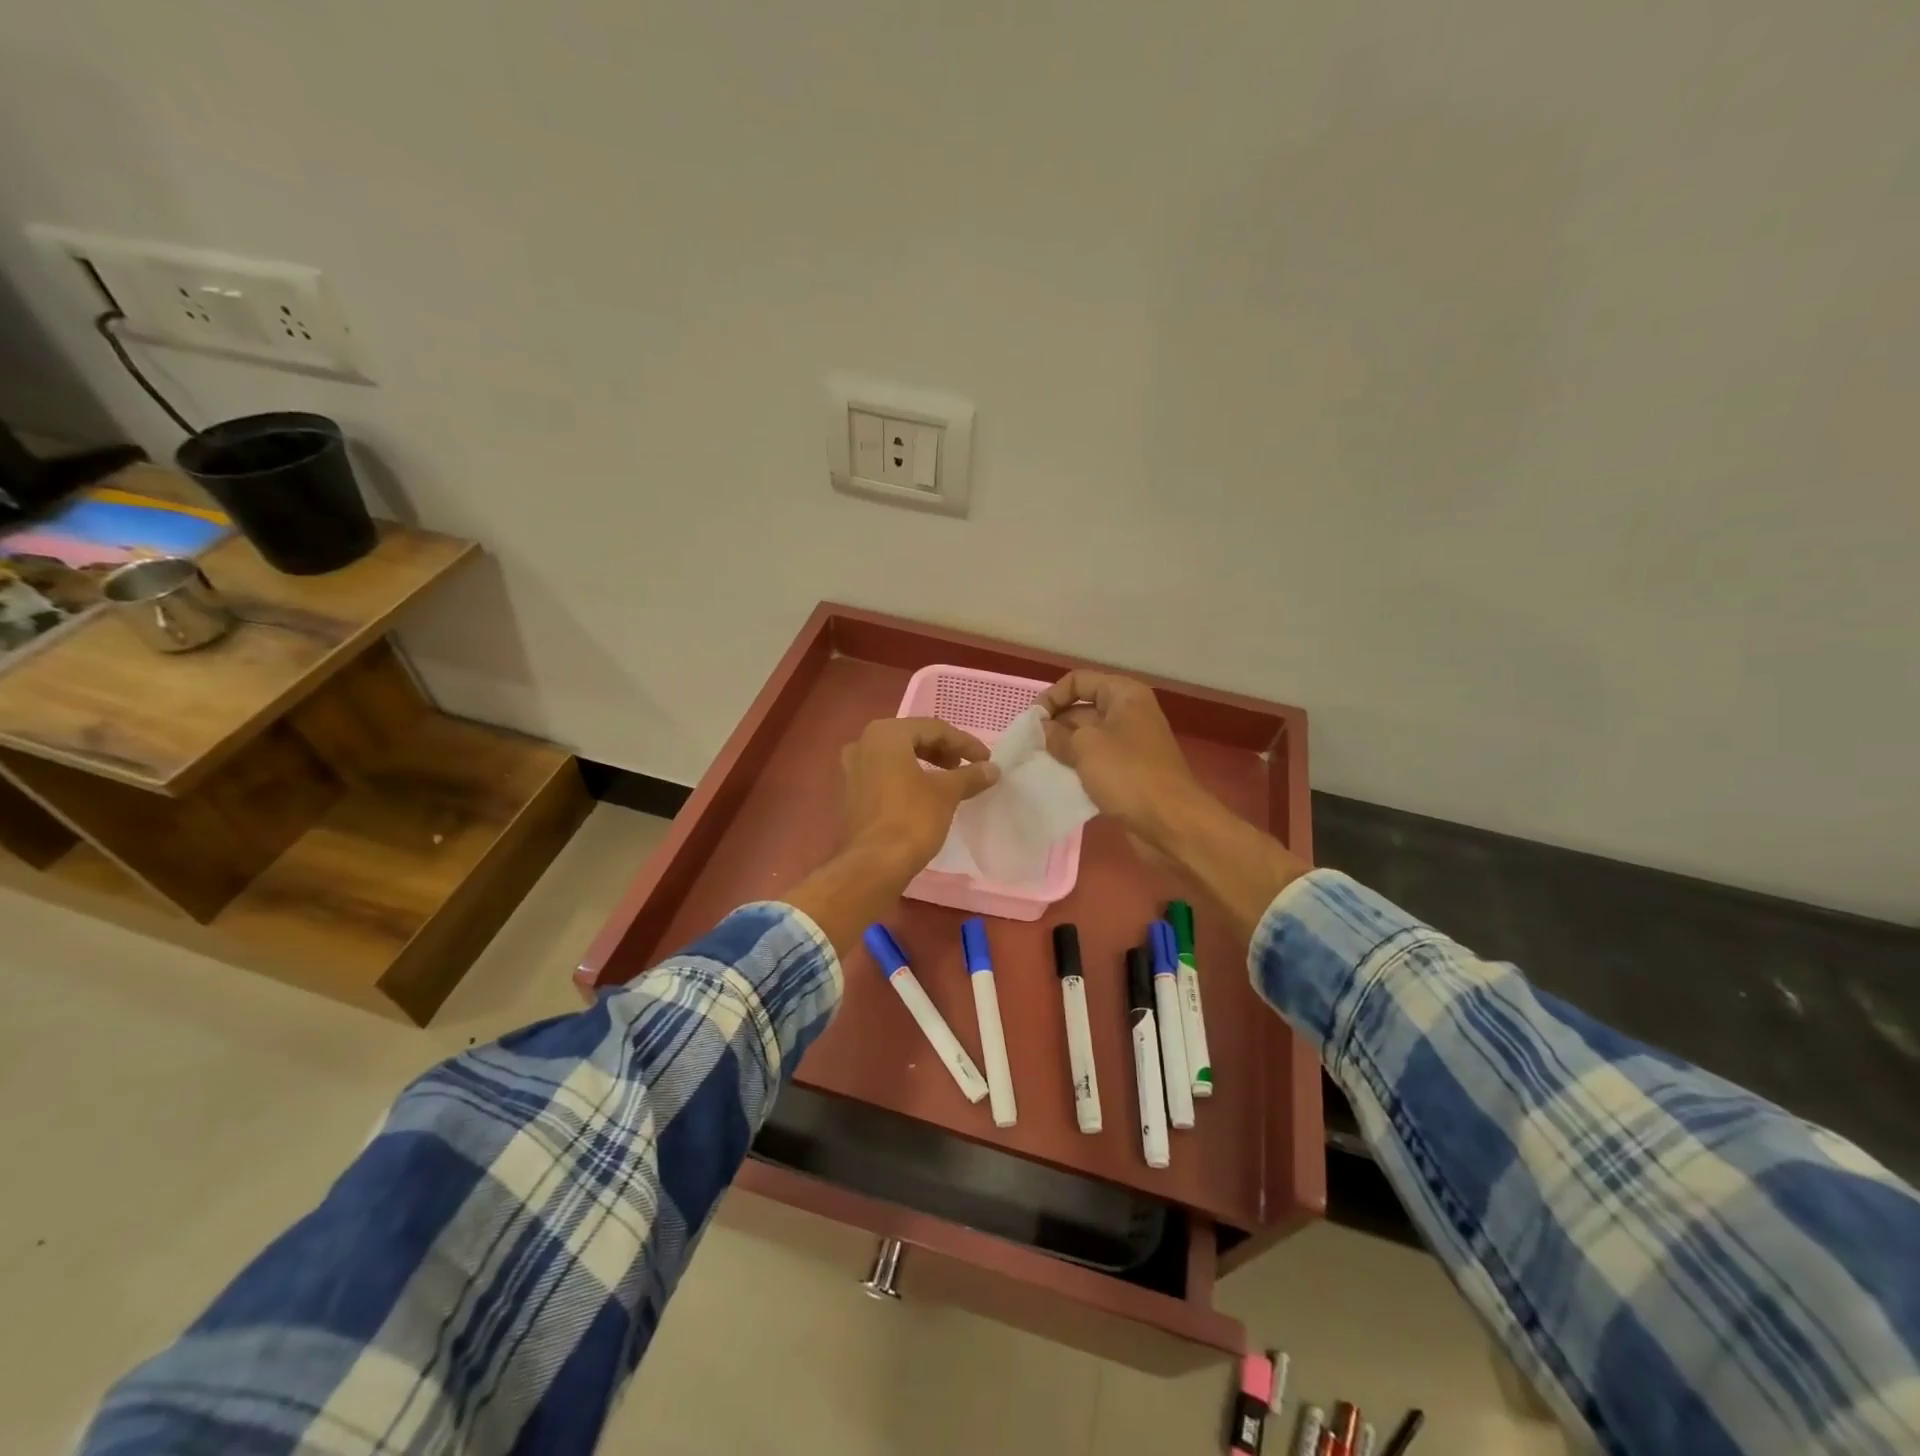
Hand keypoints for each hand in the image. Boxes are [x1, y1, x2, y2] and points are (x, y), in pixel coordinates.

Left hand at [838, 717, 999, 880]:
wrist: (874, 864)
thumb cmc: (912, 818)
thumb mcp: (947, 792)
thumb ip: (970, 775)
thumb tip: (992, 769)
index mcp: (885, 734)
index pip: (934, 728)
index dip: (964, 743)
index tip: (986, 760)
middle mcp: (863, 743)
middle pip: (913, 738)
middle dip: (943, 751)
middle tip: (967, 767)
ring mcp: (851, 768)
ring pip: (897, 757)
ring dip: (926, 764)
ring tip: (950, 780)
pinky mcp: (850, 793)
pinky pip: (884, 775)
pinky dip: (907, 778)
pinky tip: (925, 794)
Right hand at [1037, 670, 1205, 851]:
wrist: (1170, 821)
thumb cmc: (1128, 773)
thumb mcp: (1085, 746)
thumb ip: (1058, 734)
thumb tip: (1044, 730)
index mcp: (1124, 694)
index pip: (1078, 681)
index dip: (1052, 697)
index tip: (1032, 722)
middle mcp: (1129, 713)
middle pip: (1082, 708)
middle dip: (1055, 724)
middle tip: (1030, 746)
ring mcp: (1130, 743)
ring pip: (1087, 737)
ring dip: (1063, 748)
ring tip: (1038, 762)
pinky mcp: (1129, 771)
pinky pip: (1096, 761)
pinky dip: (1078, 767)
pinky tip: (1057, 780)